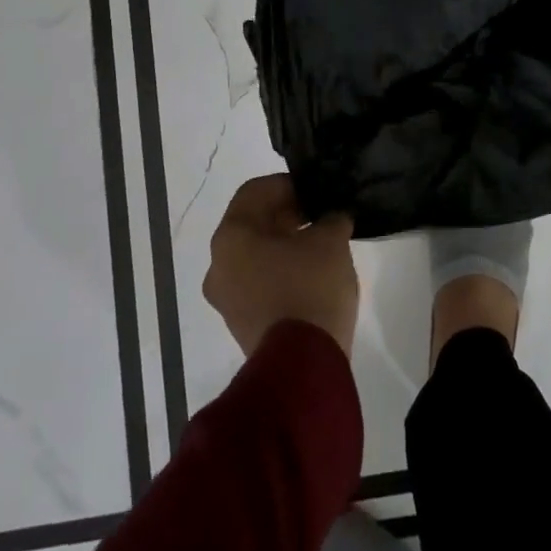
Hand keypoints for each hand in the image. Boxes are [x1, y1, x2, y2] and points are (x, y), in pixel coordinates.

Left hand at [203, 175, 359, 357]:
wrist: (303, 364)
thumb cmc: (310, 287)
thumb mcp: (331, 240)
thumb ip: (331, 219)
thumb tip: (332, 218)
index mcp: (231, 236)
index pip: (255, 191)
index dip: (288, 185)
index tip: (316, 191)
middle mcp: (218, 264)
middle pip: (252, 224)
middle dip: (287, 215)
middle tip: (321, 216)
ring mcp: (226, 298)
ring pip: (254, 256)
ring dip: (284, 244)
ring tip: (320, 246)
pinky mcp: (241, 323)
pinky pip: (259, 282)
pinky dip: (281, 271)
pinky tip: (311, 275)